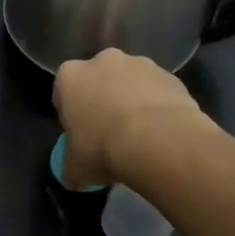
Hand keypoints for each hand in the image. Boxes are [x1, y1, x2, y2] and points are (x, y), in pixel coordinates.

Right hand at [53, 48, 211, 188]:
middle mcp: (103, 60)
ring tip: (140, 135)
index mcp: (70, 76)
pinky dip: (157, 106)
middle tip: (109, 133)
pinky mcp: (170, 75)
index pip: (63, 92)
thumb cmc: (102, 149)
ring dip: (131, 101)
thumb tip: (73, 175)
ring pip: (131, 83)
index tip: (80, 135)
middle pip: (98, 80)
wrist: (158, 141)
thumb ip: (69, 166)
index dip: (71, 114)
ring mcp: (140, 64)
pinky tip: (161, 132)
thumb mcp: (74, 168)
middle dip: (102, 100)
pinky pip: (158, 91)